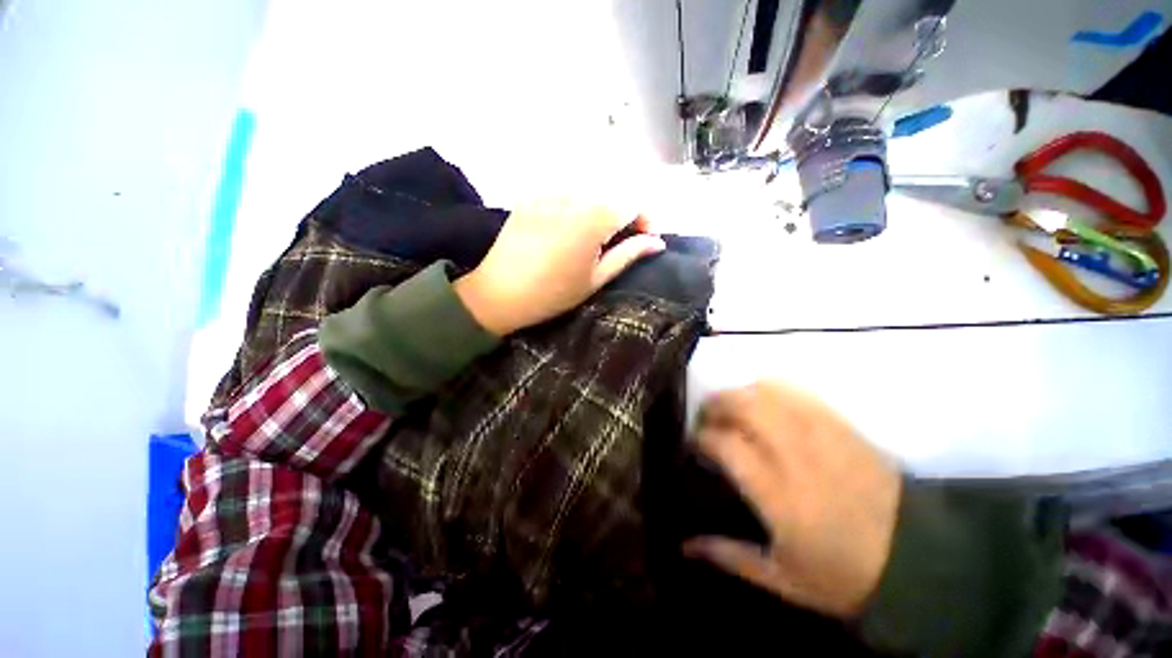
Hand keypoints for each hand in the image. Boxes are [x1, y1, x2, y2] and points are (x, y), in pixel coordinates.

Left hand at [454, 199, 664, 335]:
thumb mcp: (596, 279)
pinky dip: (578, 204)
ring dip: (603, 207)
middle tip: (624, 238)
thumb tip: (657, 242)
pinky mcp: (532, 194)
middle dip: (626, 213)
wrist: (498, 293)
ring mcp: (549, 191)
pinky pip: (565, 191)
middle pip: (613, 192)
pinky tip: (571, 226)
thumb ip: (628, 254)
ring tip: (598, 234)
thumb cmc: (552, 293)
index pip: (634, 202)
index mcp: (594, 217)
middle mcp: (574, 194)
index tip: (646, 239)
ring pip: (590, 189)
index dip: (646, 219)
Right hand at [686, 382, 901, 618]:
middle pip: (743, 406)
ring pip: (768, 392)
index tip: (694, 442)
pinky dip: (771, 390)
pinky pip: (798, 392)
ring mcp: (822, 433)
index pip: (725, 444)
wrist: (920, 559)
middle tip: (706, 417)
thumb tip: (684, 545)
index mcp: (778, 493)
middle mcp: (795, 454)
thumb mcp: (783, 580)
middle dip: (715, 404)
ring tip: (731, 407)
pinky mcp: (841, 425)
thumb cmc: (846, 575)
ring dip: (740, 393)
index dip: (702, 437)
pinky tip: (765, 402)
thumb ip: (729, 557)